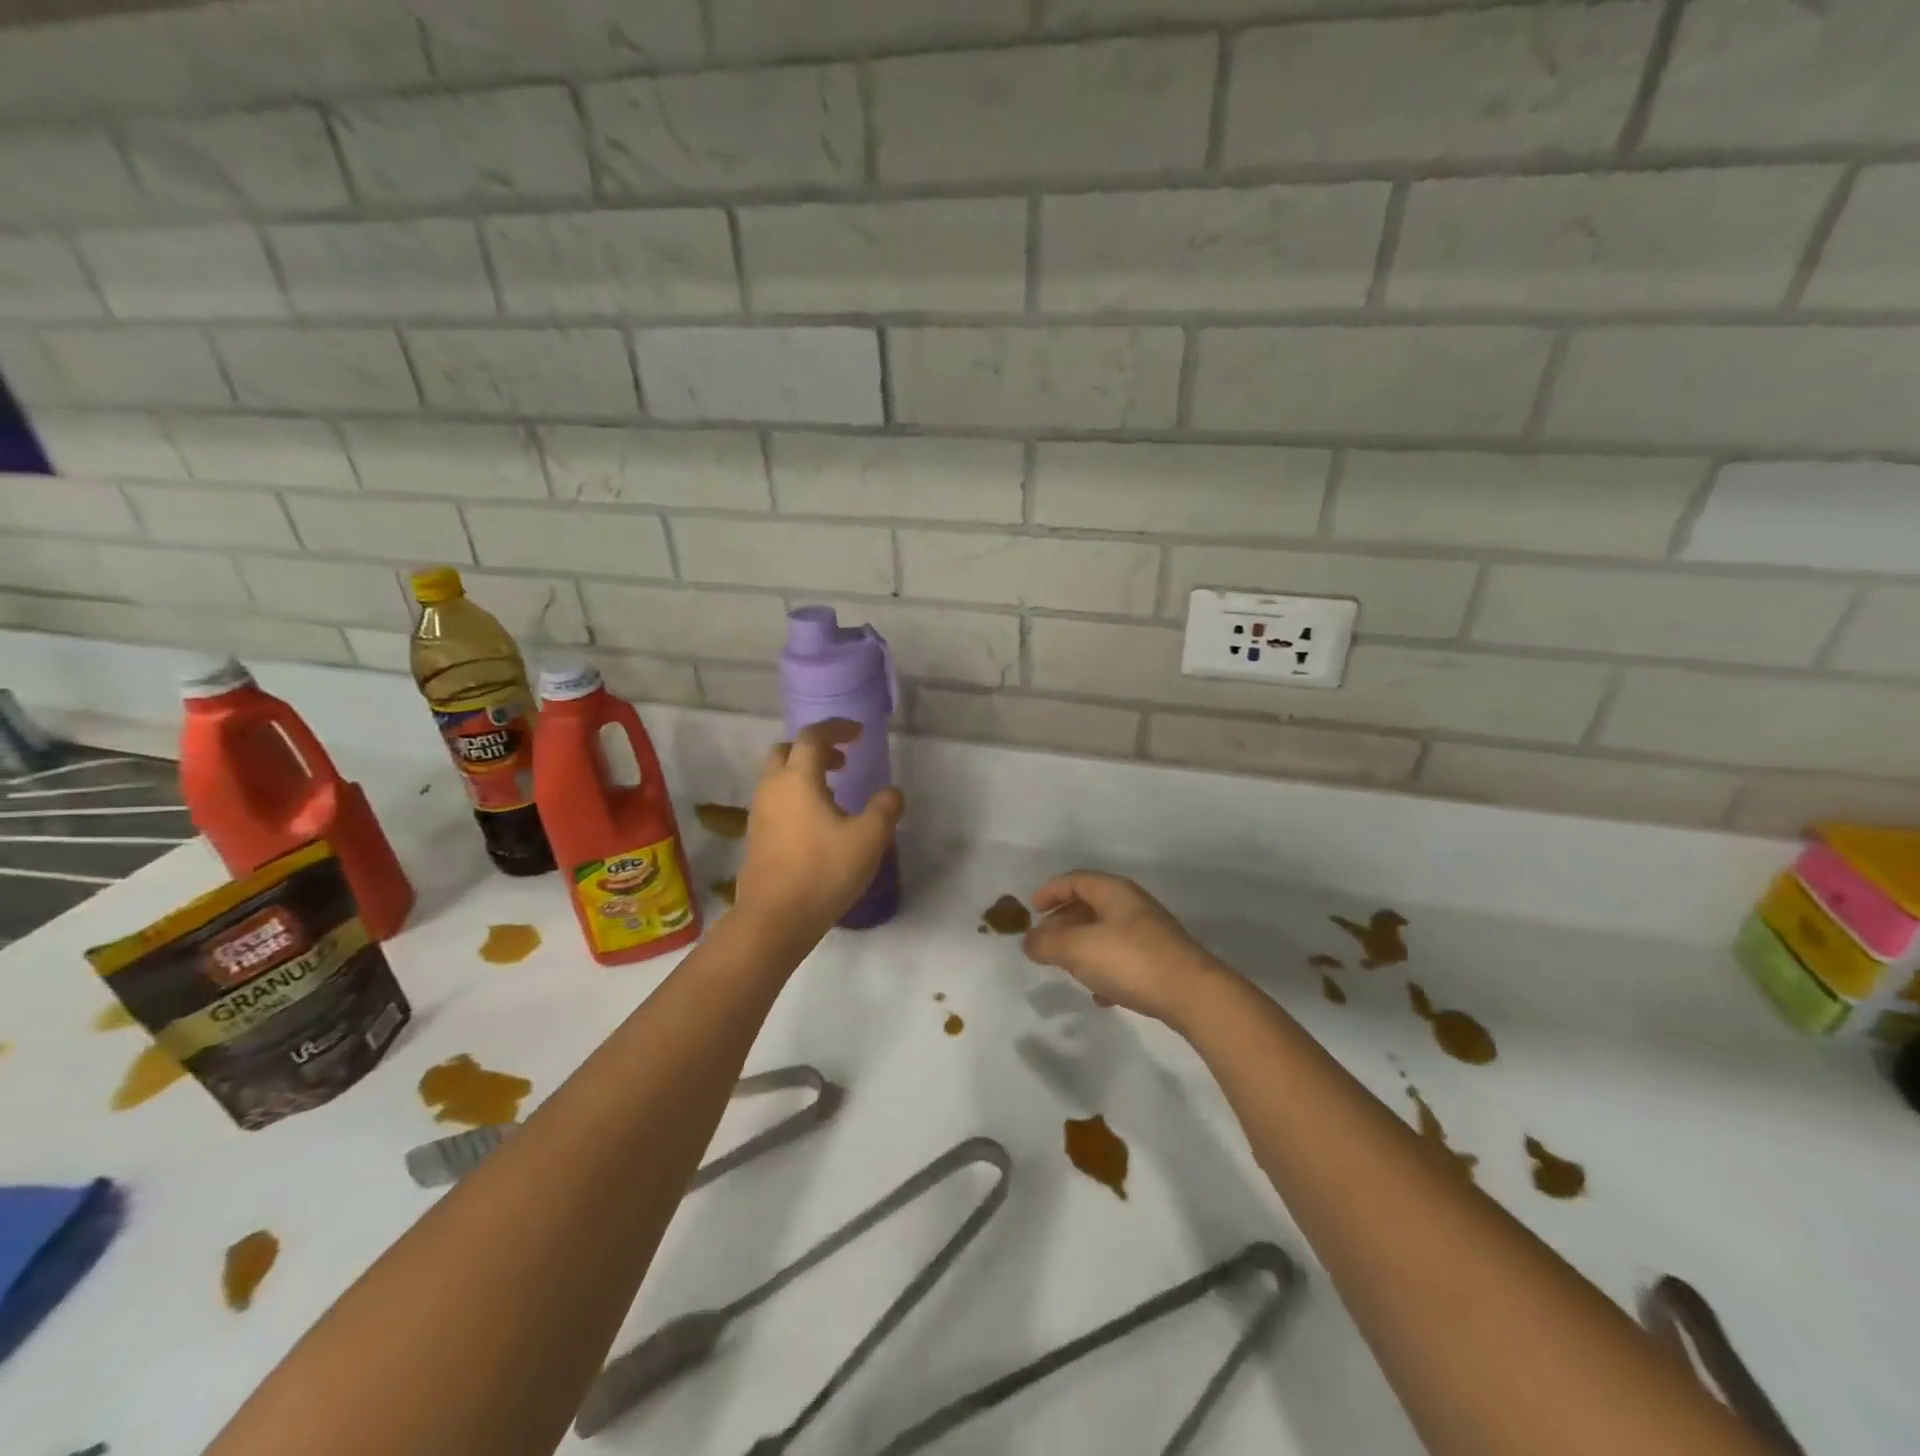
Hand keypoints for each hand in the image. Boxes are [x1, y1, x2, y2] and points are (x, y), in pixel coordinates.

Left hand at [733, 720, 903, 941]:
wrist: (774, 919)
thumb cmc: (823, 871)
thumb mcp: (868, 839)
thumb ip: (884, 809)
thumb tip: (891, 793)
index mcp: (798, 779)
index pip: (813, 737)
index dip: (836, 729)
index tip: (859, 734)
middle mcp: (772, 788)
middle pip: (787, 751)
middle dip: (815, 749)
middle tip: (842, 762)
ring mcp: (759, 813)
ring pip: (778, 777)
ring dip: (804, 774)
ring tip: (835, 793)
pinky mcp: (756, 837)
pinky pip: (775, 801)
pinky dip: (796, 796)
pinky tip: (818, 823)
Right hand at [1022, 871, 1228, 1026]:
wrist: (1192, 995)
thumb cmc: (1130, 960)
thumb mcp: (1077, 949)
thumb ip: (1046, 943)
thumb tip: (1028, 940)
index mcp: (1114, 892)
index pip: (1075, 880)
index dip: (1050, 891)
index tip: (1031, 910)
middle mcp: (1132, 906)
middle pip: (1090, 905)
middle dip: (1063, 922)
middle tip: (1044, 942)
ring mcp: (1149, 934)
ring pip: (1105, 932)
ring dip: (1082, 946)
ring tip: (1066, 967)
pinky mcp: (1160, 961)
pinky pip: (1123, 958)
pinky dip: (1104, 969)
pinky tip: (1099, 994)